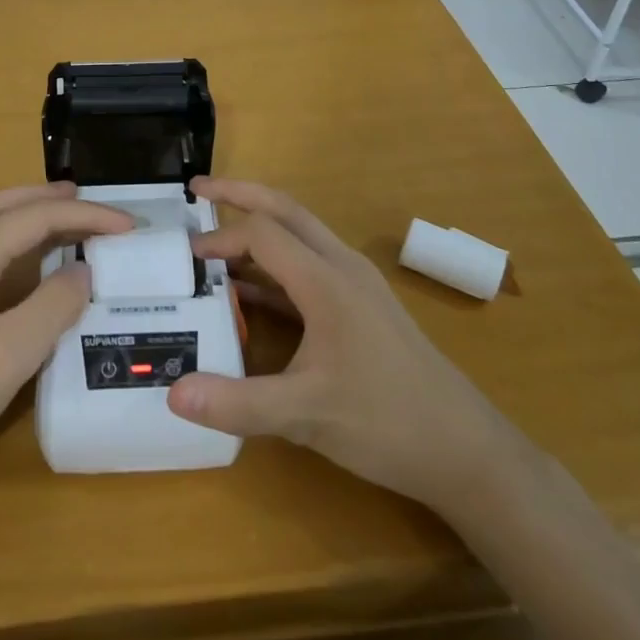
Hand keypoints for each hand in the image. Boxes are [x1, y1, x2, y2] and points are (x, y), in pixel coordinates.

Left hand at [0, 184, 131, 494]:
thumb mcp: (11, 353)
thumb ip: (54, 304)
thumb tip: (84, 268)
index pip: (35, 217)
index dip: (84, 215)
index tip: (128, 226)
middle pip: (5, 204)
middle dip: (51, 198)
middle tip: (92, 202)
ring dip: (26, 209)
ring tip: (61, 212)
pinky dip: (8, 232)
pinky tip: (18, 252)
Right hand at [168, 178, 513, 509]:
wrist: (466, 450)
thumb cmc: (388, 423)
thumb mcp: (307, 416)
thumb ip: (238, 404)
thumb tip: (173, 394)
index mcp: (327, 280)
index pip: (263, 233)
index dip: (221, 238)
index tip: (186, 258)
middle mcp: (341, 267)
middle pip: (286, 210)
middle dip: (240, 194)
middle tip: (198, 190)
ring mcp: (355, 285)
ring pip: (300, 236)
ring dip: (258, 228)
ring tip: (216, 239)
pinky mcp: (360, 307)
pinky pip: (309, 268)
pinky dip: (274, 267)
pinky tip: (249, 291)